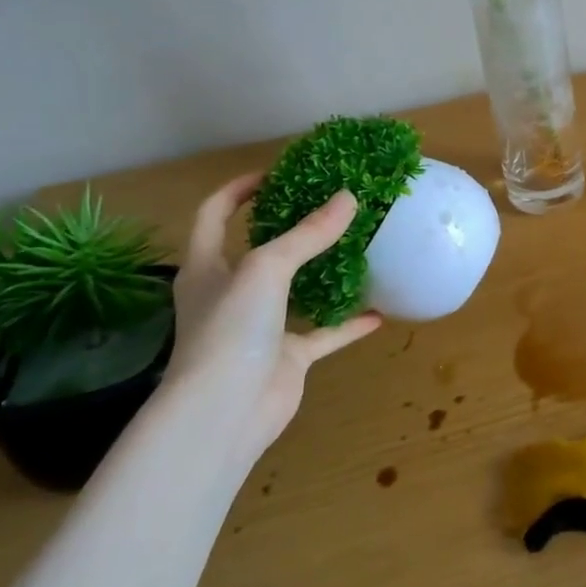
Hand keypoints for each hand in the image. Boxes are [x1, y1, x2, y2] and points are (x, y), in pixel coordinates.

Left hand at [162, 173, 381, 468]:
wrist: (224, 413)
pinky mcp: (286, 358)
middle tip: (330, 206)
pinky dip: (348, 323)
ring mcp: (259, 329)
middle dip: (290, 229)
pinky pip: (323, 334)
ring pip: (295, 292)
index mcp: (207, 267)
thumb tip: (349, 197)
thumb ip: (308, 234)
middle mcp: (230, 295)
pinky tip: (378, 311)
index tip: (277, 173)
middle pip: (259, 251)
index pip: (215, 215)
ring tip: (357, 249)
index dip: (239, 189)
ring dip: (323, 274)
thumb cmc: (230, 331)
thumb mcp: (266, 269)